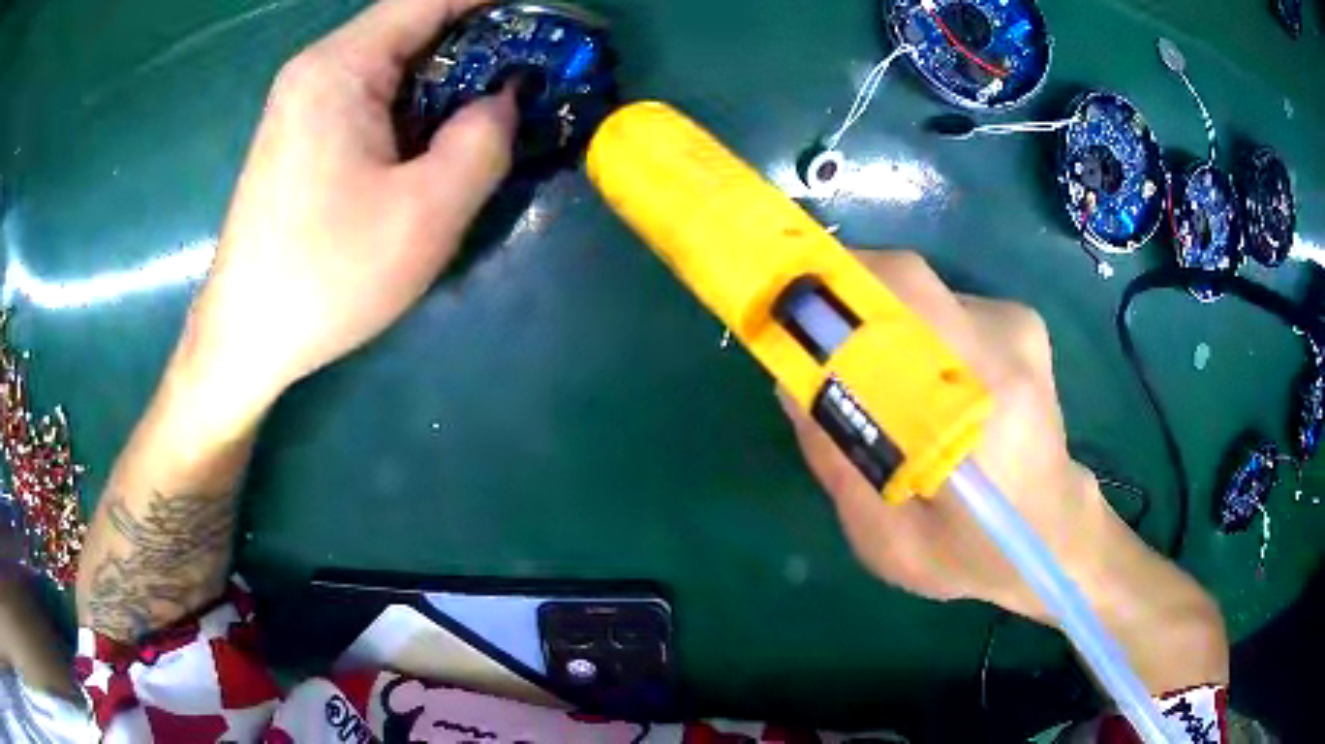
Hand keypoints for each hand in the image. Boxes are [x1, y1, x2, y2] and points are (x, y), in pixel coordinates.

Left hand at [183, 0, 515, 414]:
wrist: (244, 338)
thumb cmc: (325, 278)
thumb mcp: (425, 214)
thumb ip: (484, 140)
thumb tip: (505, 97)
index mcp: (341, 66)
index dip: (497, 1)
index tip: (550, 22)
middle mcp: (319, 69)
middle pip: (414, 24)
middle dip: (482, 40)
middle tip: (538, 72)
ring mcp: (306, 102)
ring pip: (396, 63)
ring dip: (452, 75)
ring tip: (501, 107)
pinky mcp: (304, 135)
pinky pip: (375, 96)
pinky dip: (419, 104)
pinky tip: (443, 140)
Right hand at [782, 251, 1228, 691]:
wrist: (1056, 533)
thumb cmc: (975, 554)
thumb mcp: (889, 542)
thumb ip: (838, 465)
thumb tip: (792, 385)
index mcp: (983, 400)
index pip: (903, 302)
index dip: (835, 290)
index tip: (781, 300)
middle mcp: (1006, 343)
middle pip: (907, 282)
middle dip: (844, 297)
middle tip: (806, 335)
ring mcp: (1018, 325)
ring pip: (922, 294)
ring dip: (880, 321)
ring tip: (867, 377)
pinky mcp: (1020, 323)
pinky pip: (945, 308)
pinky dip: (913, 331)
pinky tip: (917, 384)